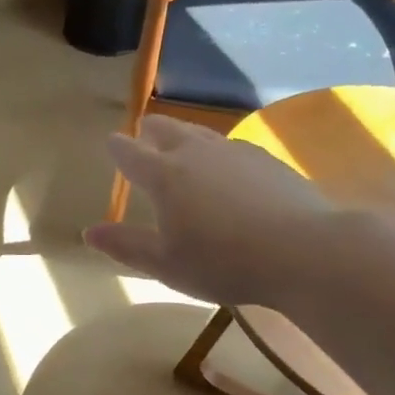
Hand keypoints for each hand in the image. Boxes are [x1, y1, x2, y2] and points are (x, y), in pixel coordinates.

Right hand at [84, 118, 334, 307]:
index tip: (111, 143)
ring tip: (183, 146)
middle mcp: (196, 152)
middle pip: (167, 129)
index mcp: (165, 175)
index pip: (130, 153)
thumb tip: (89, 233)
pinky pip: (232, 148)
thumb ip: (127, 246)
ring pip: (201, 134)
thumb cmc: (224, 262)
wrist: (304, 251)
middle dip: (151, 131)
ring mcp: (235, 152)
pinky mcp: (267, 159)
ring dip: (185, 137)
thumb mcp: (167, 264)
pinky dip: (219, 153)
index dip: (117, 147)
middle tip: (144, 133)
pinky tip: (229, 170)